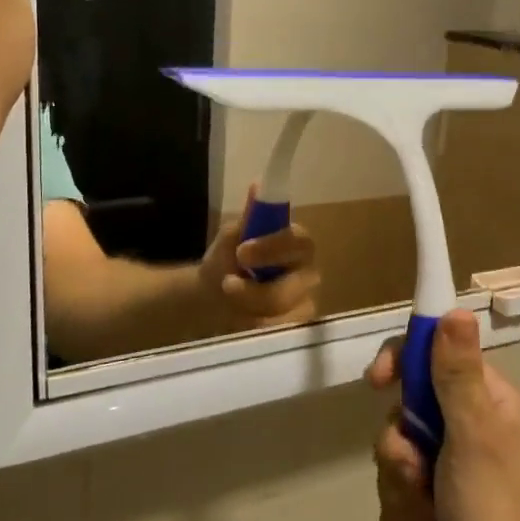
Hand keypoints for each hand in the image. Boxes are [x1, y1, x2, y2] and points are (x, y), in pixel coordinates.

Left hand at [198, 186, 320, 330]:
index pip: (299, 241)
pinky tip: (240, 321)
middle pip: (295, 284)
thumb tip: (258, 186)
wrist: (211, 297)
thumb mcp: (232, 237)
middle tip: (227, 284)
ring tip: (230, 305)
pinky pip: (283, 334)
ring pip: (289, 312)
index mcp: (296, 244)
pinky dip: (257, 328)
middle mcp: (307, 272)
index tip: (242, 252)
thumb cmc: (228, 261)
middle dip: (257, 289)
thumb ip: (249, 218)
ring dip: (254, 309)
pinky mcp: (296, 329)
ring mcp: (305, 303)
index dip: (274, 247)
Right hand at [367, 309, 519, 520]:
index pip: (436, 356)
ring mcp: (454, 470)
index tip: (378, 383)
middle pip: (407, 411)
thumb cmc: (494, 514)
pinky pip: (399, 494)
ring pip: (398, 456)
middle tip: (416, 472)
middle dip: (400, 448)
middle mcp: (472, 429)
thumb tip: (456, 310)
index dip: (403, 364)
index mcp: (490, 402)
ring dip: (401, 489)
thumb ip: (458, 374)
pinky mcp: (439, 506)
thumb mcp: (475, 437)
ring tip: (426, 517)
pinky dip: (406, 517)